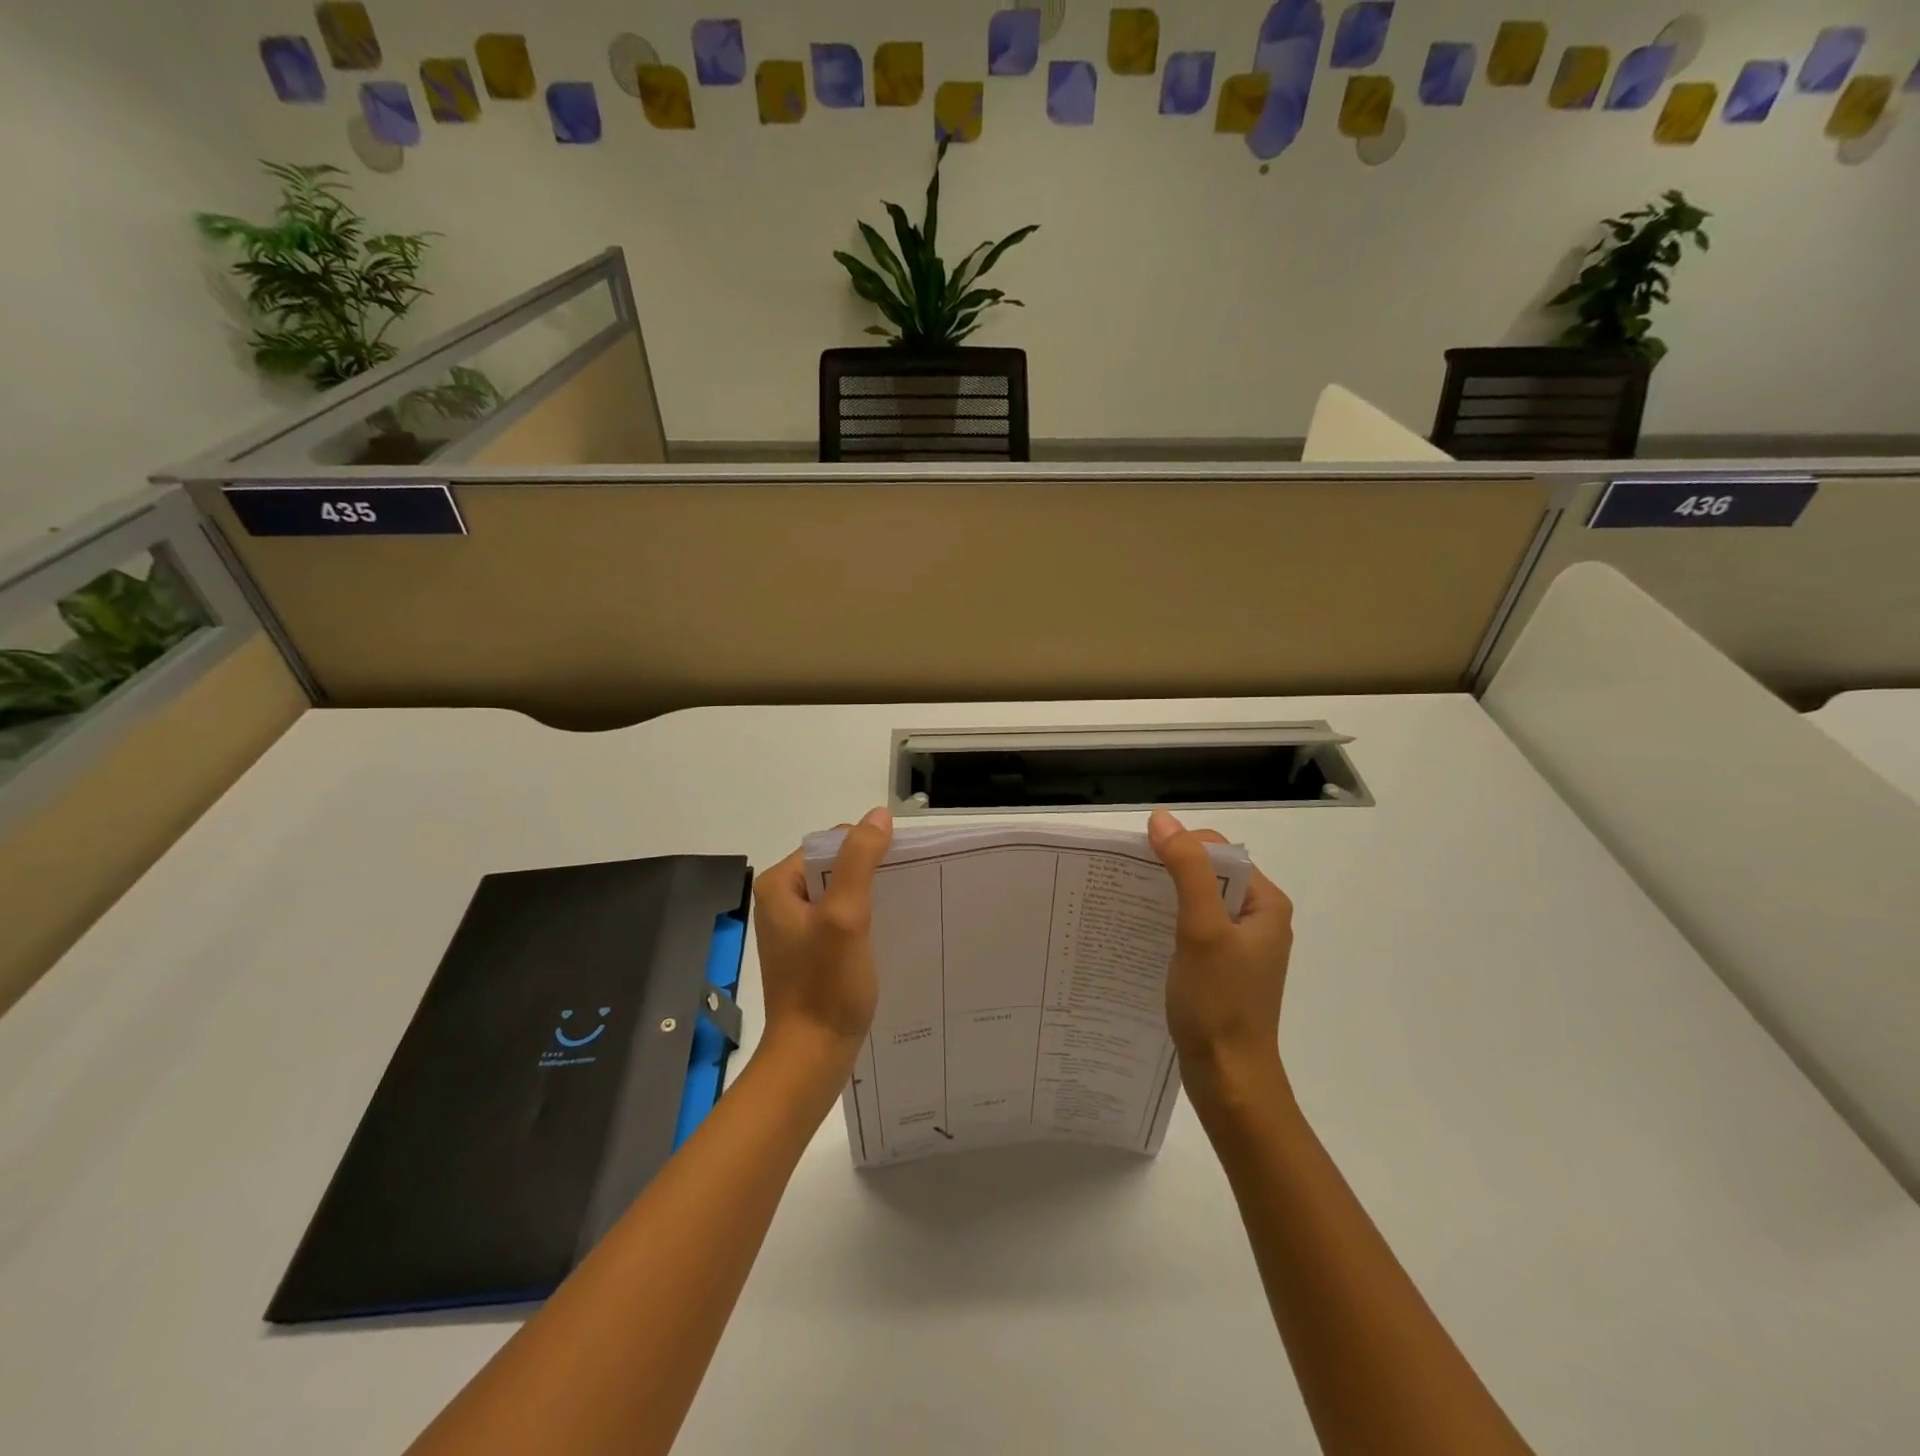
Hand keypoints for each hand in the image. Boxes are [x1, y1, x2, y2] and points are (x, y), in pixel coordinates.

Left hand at [750, 807, 892, 1069]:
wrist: (811, 1056)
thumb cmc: (826, 985)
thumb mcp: (846, 916)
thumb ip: (860, 861)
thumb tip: (879, 815)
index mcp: (780, 885)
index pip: (829, 842)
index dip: (865, 848)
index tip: (895, 869)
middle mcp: (782, 900)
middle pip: (835, 866)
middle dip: (870, 873)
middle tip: (902, 890)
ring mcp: (795, 928)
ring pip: (840, 894)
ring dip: (869, 897)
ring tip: (899, 909)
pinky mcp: (810, 951)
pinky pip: (840, 920)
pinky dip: (863, 921)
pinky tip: (885, 934)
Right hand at [1148, 809, 1294, 1086]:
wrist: (1229, 1080)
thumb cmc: (1219, 1003)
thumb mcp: (1202, 929)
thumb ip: (1187, 871)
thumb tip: (1162, 819)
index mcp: (1265, 904)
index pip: (1221, 851)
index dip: (1182, 845)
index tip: (1141, 858)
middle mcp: (1257, 919)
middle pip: (1209, 874)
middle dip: (1169, 870)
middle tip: (1128, 879)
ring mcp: (1240, 947)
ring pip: (1198, 902)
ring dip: (1165, 897)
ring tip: (1128, 903)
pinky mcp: (1221, 970)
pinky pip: (1193, 930)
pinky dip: (1168, 924)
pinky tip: (1141, 933)